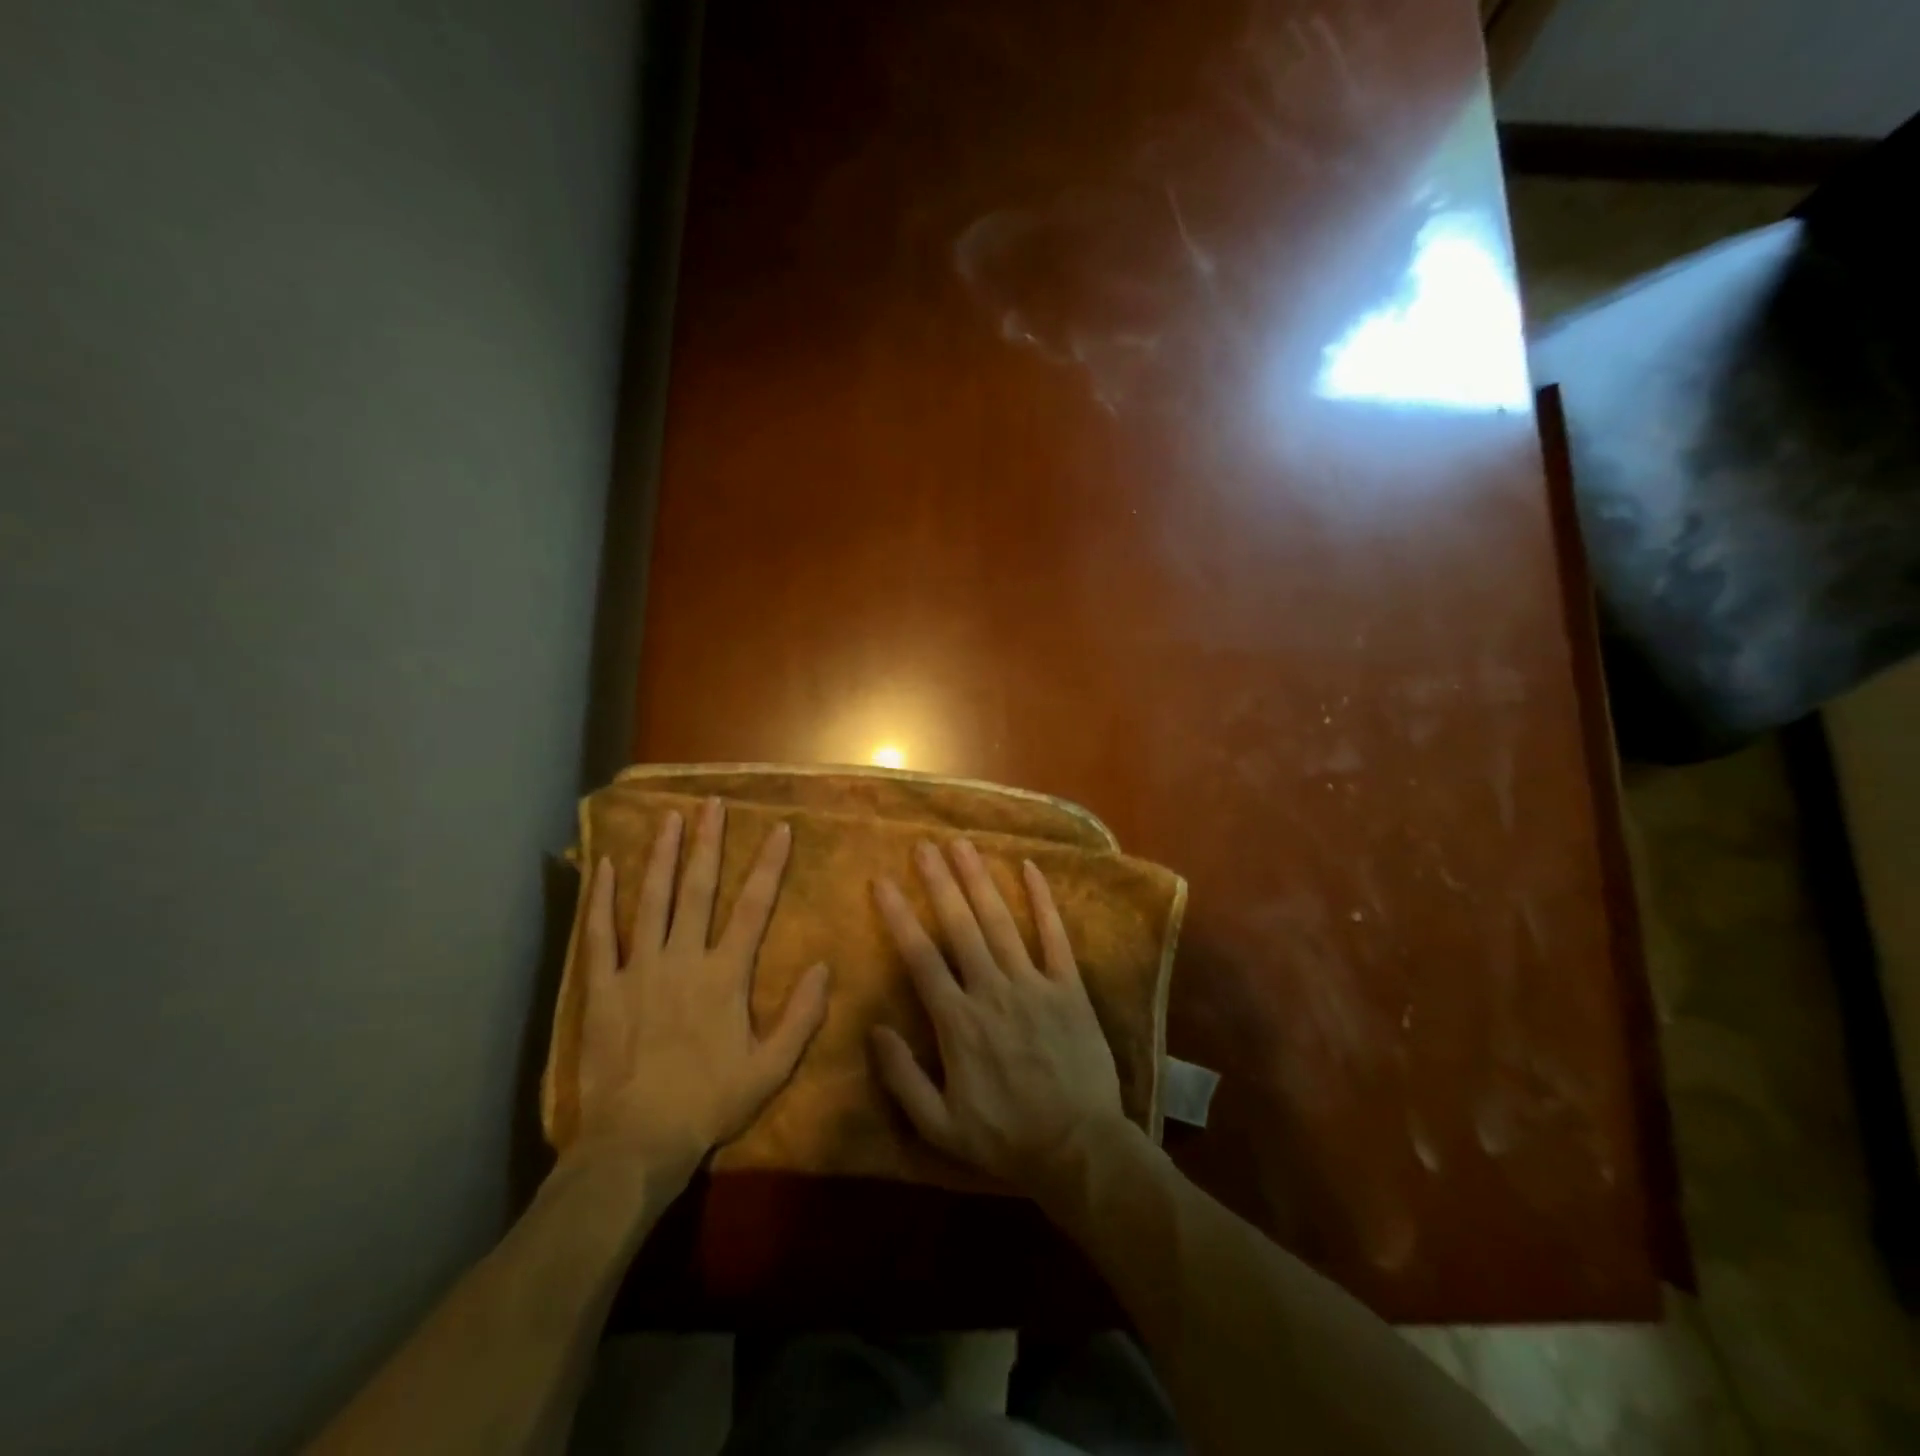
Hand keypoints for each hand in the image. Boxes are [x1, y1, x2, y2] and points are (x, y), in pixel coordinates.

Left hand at [571, 798, 829, 1173]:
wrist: (635, 1142)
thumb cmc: (708, 1103)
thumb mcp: (770, 1068)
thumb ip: (801, 1016)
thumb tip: (824, 966)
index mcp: (725, 975)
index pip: (754, 907)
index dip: (769, 865)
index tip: (778, 828)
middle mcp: (683, 958)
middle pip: (698, 889)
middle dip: (708, 843)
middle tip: (712, 804)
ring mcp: (638, 969)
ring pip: (652, 900)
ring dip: (662, 856)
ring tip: (669, 818)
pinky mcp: (602, 987)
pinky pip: (600, 934)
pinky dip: (601, 899)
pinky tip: (604, 866)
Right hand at [870, 838, 1127, 1193]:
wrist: (1079, 1148)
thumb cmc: (1005, 1138)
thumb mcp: (940, 1126)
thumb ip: (902, 1077)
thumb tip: (874, 1029)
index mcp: (958, 1021)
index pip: (921, 957)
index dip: (899, 916)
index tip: (882, 882)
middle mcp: (992, 990)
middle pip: (960, 926)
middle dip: (939, 882)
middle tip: (923, 845)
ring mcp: (1034, 984)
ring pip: (1001, 922)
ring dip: (980, 880)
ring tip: (962, 845)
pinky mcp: (1069, 987)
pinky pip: (1055, 936)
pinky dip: (1042, 901)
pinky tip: (1031, 868)